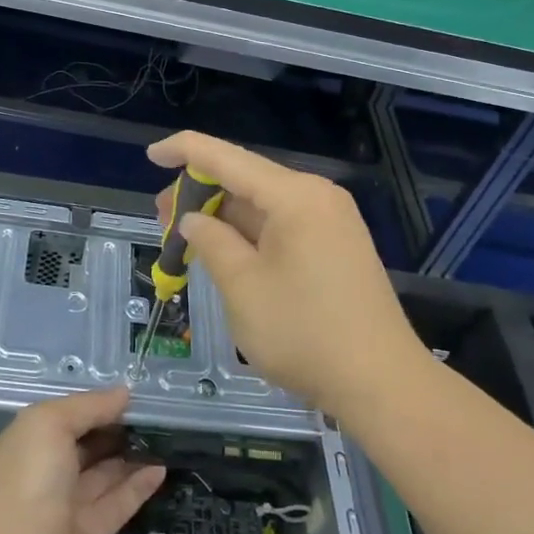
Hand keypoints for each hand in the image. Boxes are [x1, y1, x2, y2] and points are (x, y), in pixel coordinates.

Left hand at [0, 388, 165, 533]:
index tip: (122, 395)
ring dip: (128, 455)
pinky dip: (139, 485)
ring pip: (101, 474)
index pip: (56, 420)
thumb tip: (123, 393)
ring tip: (160, 434)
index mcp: (19, 449)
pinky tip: (161, 468)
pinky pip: (118, 503)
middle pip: (79, 447)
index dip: (87, 407)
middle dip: (109, 429)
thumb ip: (87, 406)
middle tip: (146, 412)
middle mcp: (39, 478)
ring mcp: (64, 510)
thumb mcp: (48, 424)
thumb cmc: (27, 483)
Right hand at [150, 132, 425, 418]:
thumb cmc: (304, 332)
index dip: (186, 151)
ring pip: (263, 205)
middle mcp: (317, 196)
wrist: (381, 381)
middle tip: (162, 219)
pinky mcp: (337, 245)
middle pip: (246, 179)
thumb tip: (194, 219)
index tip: (152, 154)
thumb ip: (212, 242)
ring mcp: (331, 221)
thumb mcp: (243, 287)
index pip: (228, 158)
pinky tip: (225, 251)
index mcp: (295, 196)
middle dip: (201, 194)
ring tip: (185, 238)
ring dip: (223, 217)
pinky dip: (249, 234)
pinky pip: (283, 225)